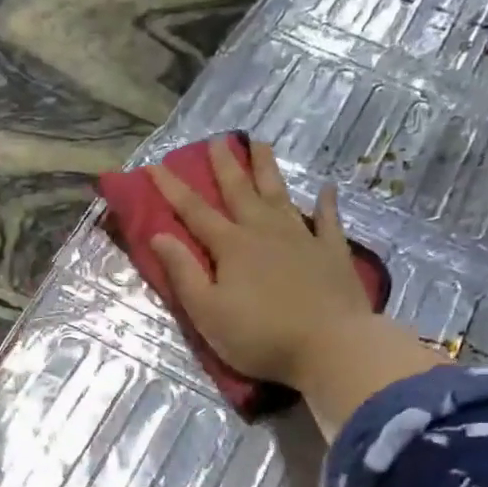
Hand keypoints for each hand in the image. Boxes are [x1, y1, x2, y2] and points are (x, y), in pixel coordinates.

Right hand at [148, 137, 374, 385]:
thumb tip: (158, 235)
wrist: (330, 347)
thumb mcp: (207, 311)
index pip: (195, 212)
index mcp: (231, 247)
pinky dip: (326, 203)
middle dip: (225, 165)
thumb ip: (183, 272)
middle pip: (241, 192)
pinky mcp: (333, 252)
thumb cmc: (259, 336)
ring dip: (268, 170)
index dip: (172, 189)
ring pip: (280, 195)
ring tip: (261, 144)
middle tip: (218, 139)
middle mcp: (265, 232)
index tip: (154, 166)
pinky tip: (326, 188)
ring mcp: (302, 238)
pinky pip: (328, 220)